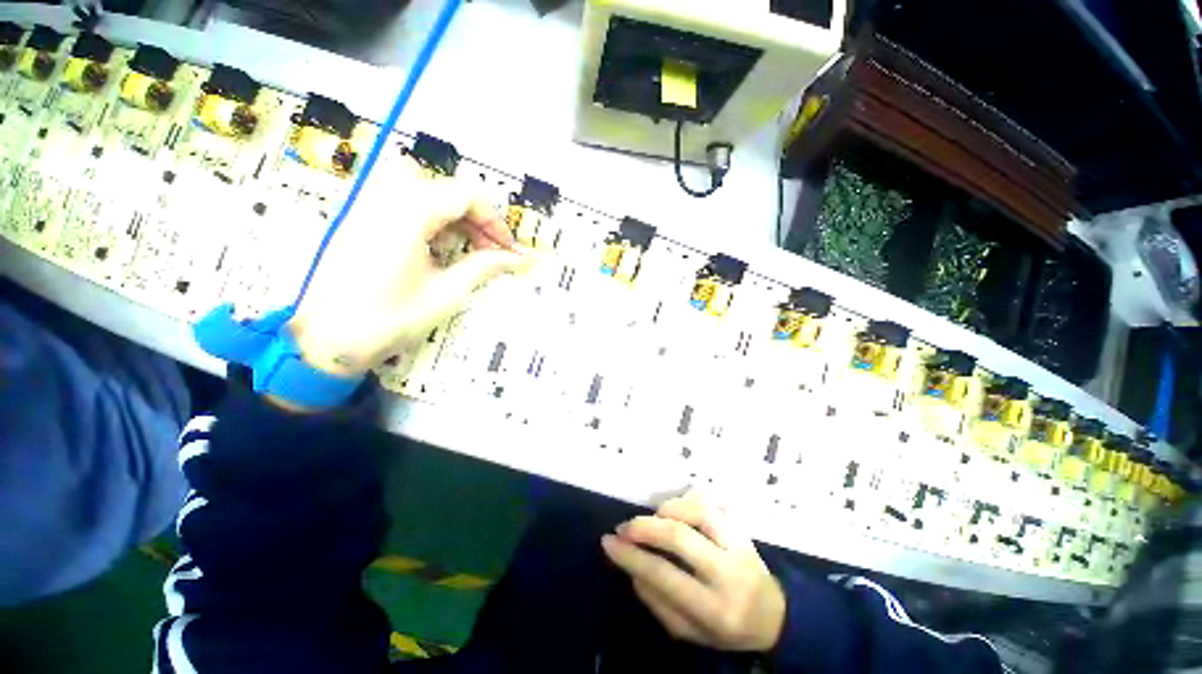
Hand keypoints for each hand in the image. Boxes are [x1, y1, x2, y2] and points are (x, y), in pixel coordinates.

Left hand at [288, 154, 528, 377]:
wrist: (327, 341)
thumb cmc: (391, 319)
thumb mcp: (446, 294)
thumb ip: (484, 267)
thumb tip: (518, 259)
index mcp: (408, 214)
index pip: (465, 195)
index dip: (494, 220)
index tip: (508, 249)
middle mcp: (385, 198)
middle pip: (445, 188)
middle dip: (476, 218)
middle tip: (489, 250)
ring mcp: (368, 206)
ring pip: (423, 189)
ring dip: (452, 214)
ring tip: (464, 246)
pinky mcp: (359, 218)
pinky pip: (402, 201)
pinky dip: (429, 217)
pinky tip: (435, 247)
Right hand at [601, 490, 785, 652]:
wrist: (775, 614)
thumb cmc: (727, 628)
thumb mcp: (690, 632)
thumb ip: (658, 602)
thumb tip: (631, 566)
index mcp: (715, 609)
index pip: (665, 576)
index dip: (631, 556)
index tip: (608, 542)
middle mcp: (729, 573)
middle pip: (680, 537)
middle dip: (645, 527)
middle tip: (624, 527)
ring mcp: (739, 544)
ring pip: (698, 511)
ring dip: (667, 509)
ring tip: (653, 518)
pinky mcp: (741, 527)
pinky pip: (711, 502)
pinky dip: (687, 500)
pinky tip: (674, 510)